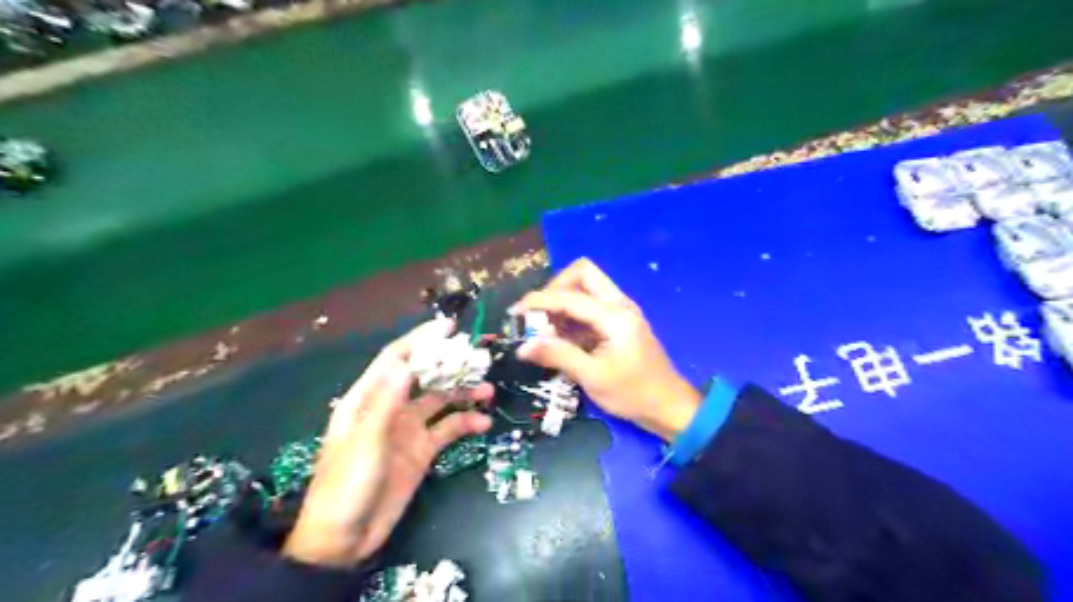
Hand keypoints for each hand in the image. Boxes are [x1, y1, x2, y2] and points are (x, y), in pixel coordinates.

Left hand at [281, 323, 488, 566]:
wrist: (344, 540)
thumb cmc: (346, 486)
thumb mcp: (364, 443)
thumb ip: (385, 403)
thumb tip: (407, 364)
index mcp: (368, 398)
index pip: (396, 359)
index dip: (421, 340)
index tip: (449, 327)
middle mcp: (391, 407)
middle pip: (424, 376)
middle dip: (450, 364)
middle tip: (480, 357)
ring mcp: (409, 429)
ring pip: (441, 401)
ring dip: (464, 393)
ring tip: (489, 389)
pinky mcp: (423, 450)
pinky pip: (448, 430)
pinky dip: (466, 424)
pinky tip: (483, 424)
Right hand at [512, 259, 705, 442]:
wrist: (669, 406)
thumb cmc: (634, 394)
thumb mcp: (593, 377)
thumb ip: (558, 356)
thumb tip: (523, 346)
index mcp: (614, 315)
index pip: (569, 296)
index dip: (538, 301)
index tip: (515, 313)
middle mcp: (618, 304)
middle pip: (582, 274)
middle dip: (555, 289)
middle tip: (538, 315)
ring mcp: (620, 311)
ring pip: (586, 287)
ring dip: (562, 302)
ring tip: (544, 329)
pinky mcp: (618, 323)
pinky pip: (590, 306)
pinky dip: (571, 315)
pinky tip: (560, 338)